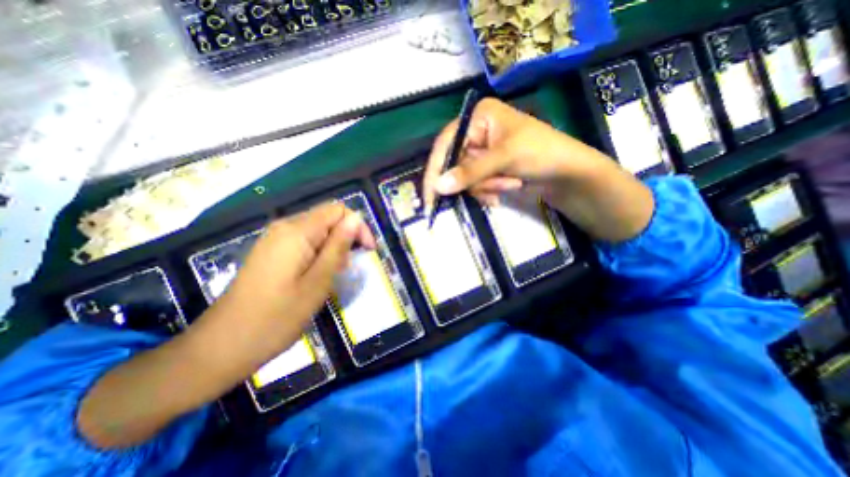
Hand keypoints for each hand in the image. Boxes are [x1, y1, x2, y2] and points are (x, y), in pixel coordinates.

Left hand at [79, 201, 373, 449]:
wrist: (222, 347)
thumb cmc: (277, 317)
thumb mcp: (318, 282)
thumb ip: (338, 246)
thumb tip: (356, 219)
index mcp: (297, 231)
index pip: (338, 210)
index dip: (358, 226)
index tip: (367, 251)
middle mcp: (284, 227)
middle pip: (328, 218)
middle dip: (346, 237)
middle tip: (349, 268)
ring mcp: (275, 239)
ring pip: (318, 231)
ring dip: (334, 247)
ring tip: (334, 275)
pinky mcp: (271, 252)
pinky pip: (304, 242)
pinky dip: (319, 253)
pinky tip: (318, 275)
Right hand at [425, 97, 618, 210]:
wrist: (567, 174)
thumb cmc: (541, 152)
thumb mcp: (505, 157)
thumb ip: (470, 172)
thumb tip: (438, 187)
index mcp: (477, 118)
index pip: (445, 143)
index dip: (436, 170)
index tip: (431, 196)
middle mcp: (475, 134)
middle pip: (454, 165)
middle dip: (475, 181)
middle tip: (494, 187)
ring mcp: (481, 154)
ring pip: (464, 180)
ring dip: (486, 187)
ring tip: (510, 184)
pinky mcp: (486, 171)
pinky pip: (474, 187)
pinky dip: (488, 192)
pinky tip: (507, 189)